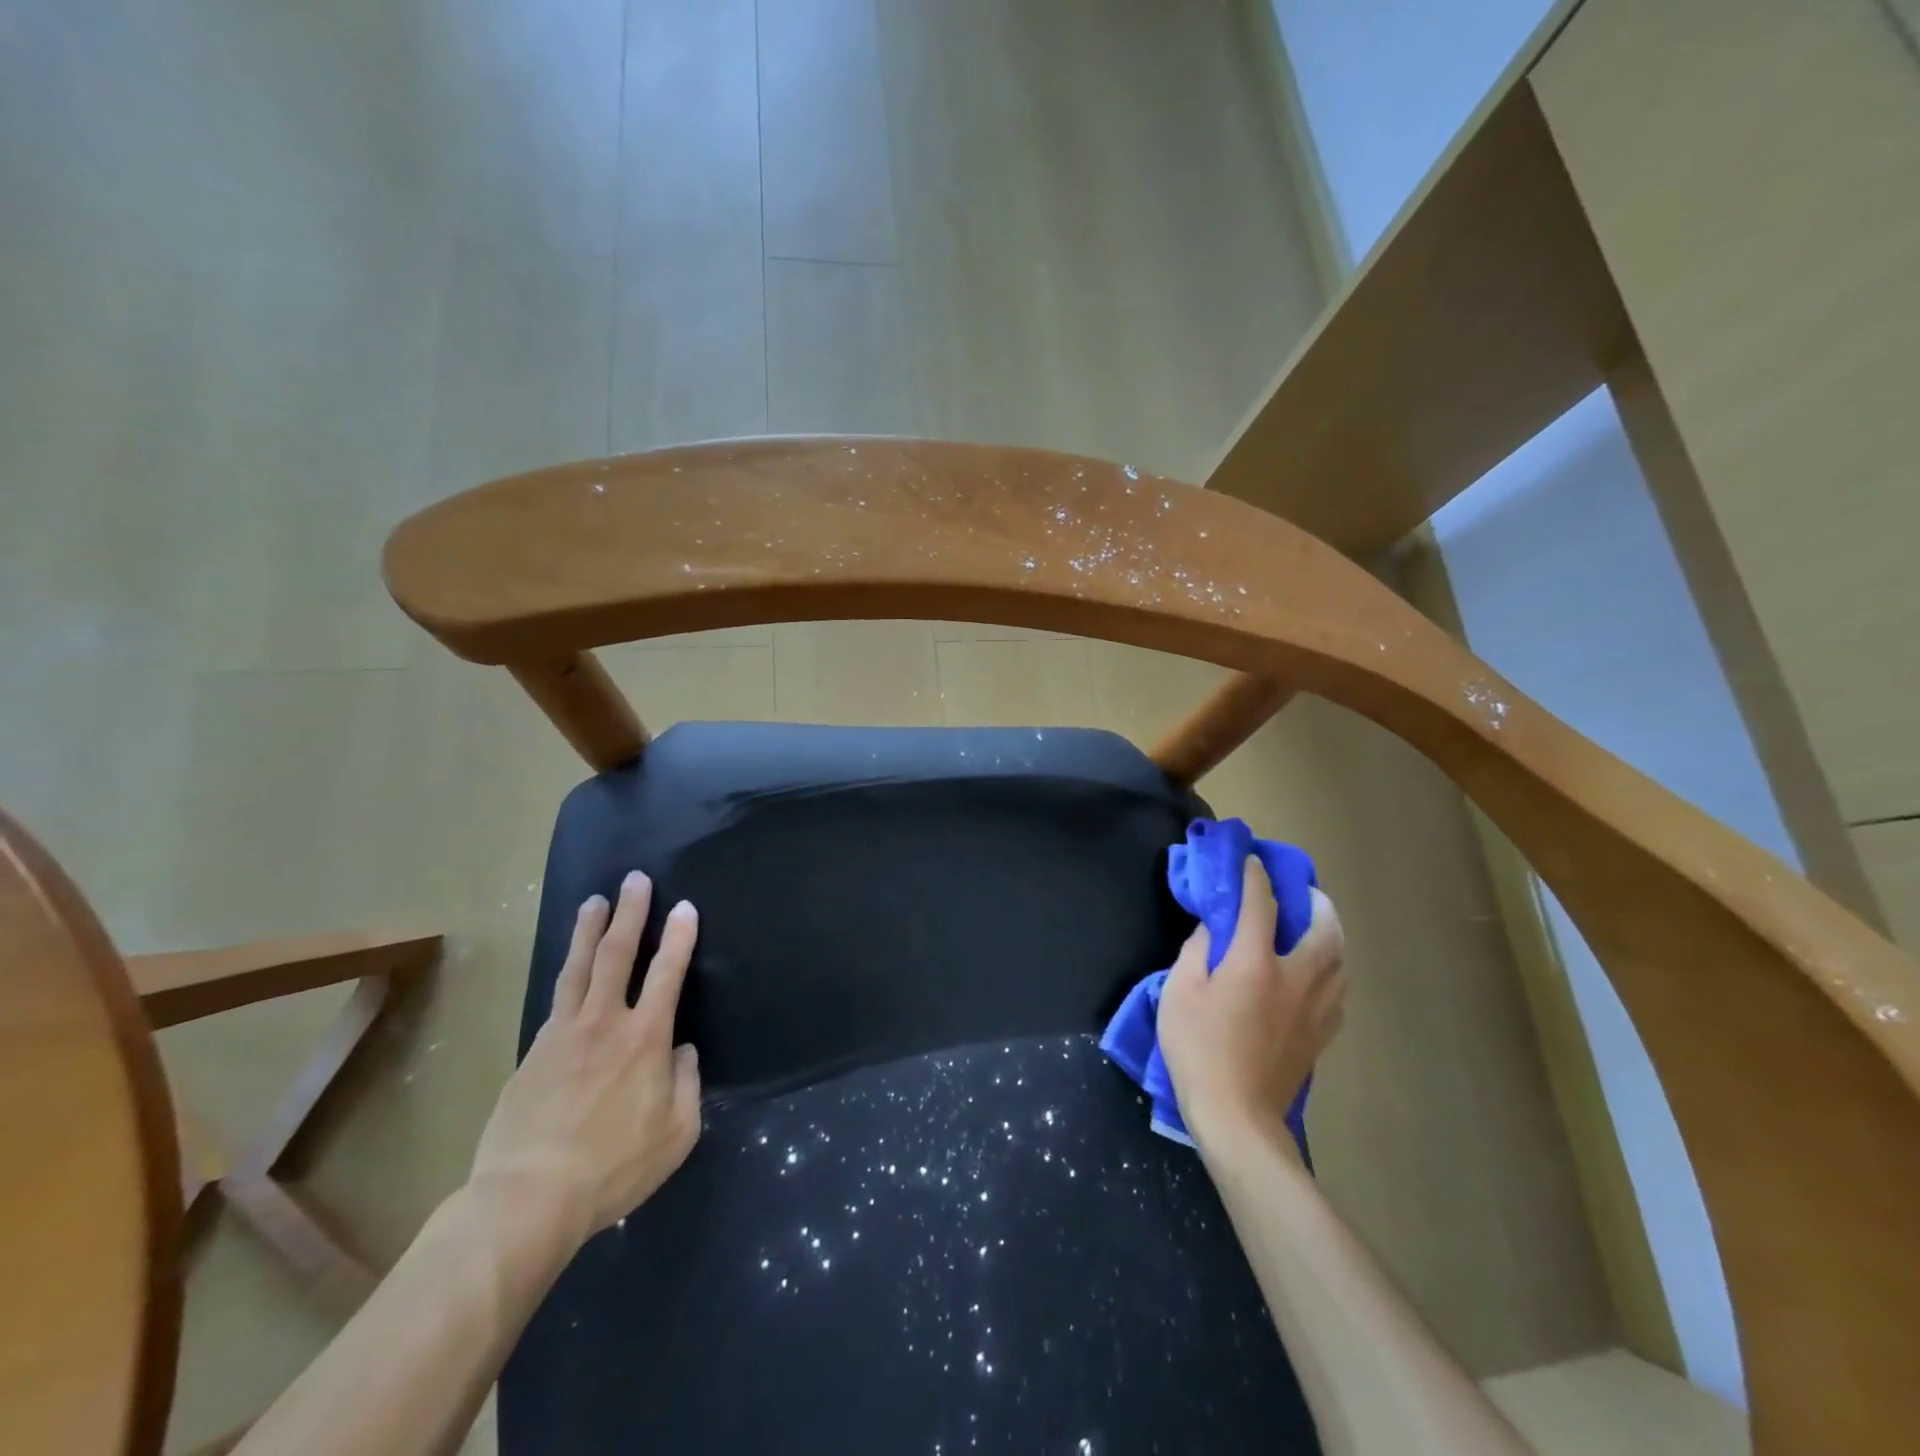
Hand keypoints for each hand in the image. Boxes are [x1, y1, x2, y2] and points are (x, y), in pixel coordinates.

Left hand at [469, 871, 702, 1249]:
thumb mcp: (677, 1133)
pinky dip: (566, 975)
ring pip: (578, 968)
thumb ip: (687, 1085)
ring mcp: (562, 1034)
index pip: (667, 973)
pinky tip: (569, 971)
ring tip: (594, 902)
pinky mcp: (531, 1053)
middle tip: (635, 880)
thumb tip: (681, 1053)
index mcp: (646, 1038)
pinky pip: (555, 1001)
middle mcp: (604, 1023)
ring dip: (589, 930)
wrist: (527, 1199)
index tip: (685, 907)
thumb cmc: (613, 1167)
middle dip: (631, 913)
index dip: (680, 937)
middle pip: (617, 954)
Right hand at [1156, 857, 1345, 1158]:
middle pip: (1324, 931)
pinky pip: (1338, 993)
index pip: (1260, 905)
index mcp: (1255, 963)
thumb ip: (1197, 951)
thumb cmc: (1199, 1048)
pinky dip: (1333, 973)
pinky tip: (1317, 977)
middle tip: (1304, 895)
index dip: (1256, 876)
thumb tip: (1213, 928)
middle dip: (1318, 905)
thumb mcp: (1180, 991)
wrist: (1236, 1115)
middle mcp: (1295, 978)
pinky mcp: (1321, 1037)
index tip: (1252, 860)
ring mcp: (1314, 1010)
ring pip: (1340, 962)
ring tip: (1316, 929)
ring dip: (1332, 937)